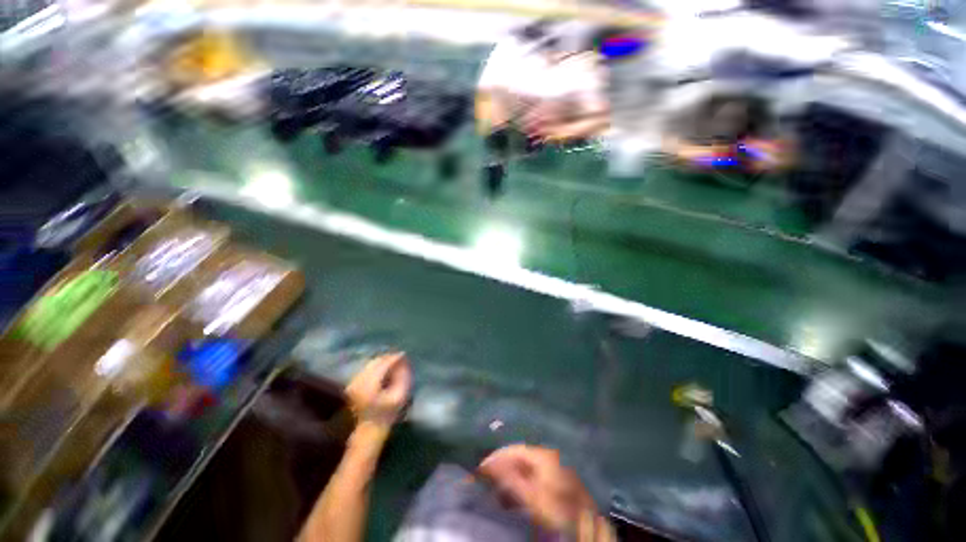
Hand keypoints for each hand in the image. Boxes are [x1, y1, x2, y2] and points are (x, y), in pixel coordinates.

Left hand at [345, 353, 411, 427]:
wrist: (368, 428)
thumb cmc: (387, 414)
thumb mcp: (399, 397)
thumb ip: (403, 378)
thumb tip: (404, 363)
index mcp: (370, 384)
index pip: (384, 364)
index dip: (395, 358)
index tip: (404, 355)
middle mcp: (359, 380)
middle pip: (375, 362)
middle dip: (388, 358)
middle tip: (399, 357)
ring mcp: (353, 382)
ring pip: (370, 364)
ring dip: (382, 361)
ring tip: (392, 363)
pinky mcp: (352, 385)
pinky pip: (365, 369)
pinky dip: (375, 367)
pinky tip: (383, 370)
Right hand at [478, 445, 600, 535]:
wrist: (585, 523)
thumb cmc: (557, 507)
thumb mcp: (532, 496)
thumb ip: (511, 479)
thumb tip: (489, 466)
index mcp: (541, 454)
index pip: (513, 450)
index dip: (496, 457)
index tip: (480, 468)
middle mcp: (546, 455)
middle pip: (519, 457)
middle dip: (502, 467)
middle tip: (486, 480)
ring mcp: (551, 467)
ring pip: (525, 468)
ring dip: (510, 478)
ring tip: (497, 492)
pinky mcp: (554, 480)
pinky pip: (532, 477)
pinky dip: (520, 485)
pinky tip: (513, 498)